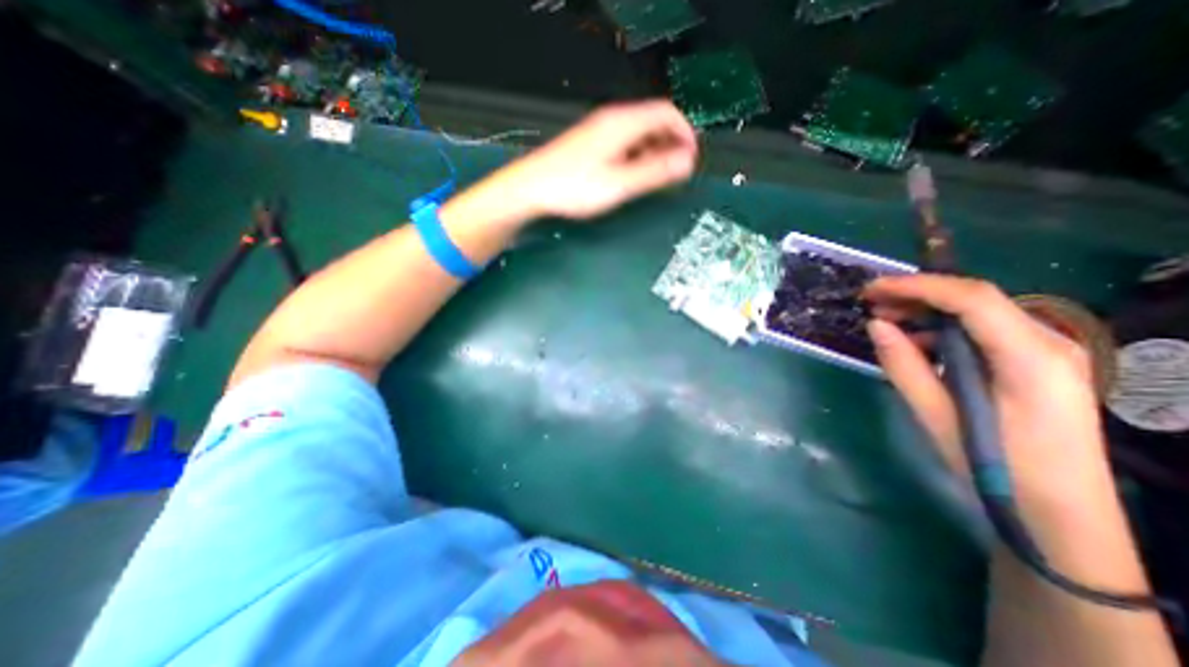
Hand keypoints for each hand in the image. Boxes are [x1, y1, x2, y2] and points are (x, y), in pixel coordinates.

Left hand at [491, 100, 699, 219]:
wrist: (531, 188)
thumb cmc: (573, 187)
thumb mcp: (619, 183)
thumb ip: (653, 172)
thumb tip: (686, 162)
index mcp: (622, 123)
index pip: (666, 113)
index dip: (685, 133)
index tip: (692, 158)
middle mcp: (612, 120)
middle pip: (653, 122)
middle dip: (672, 143)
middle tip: (679, 172)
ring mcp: (600, 131)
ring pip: (639, 134)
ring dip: (656, 151)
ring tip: (661, 177)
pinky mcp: (591, 144)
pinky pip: (624, 143)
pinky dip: (638, 156)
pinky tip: (636, 175)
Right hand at [866, 272, 1115, 520]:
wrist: (1060, 511)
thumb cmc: (996, 466)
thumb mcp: (938, 415)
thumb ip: (904, 365)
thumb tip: (876, 324)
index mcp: (1030, 357)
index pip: (972, 298)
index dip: (917, 286)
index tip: (872, 289)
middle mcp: (1047, 343)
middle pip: (976, 299)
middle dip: (917, 295)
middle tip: (870, 303)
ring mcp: (1046, 352)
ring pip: (977, 313)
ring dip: (927, 312)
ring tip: (884, 321)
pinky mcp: (1034, 364)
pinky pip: (982, 332)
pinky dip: (942, 330)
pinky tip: (914, 343)